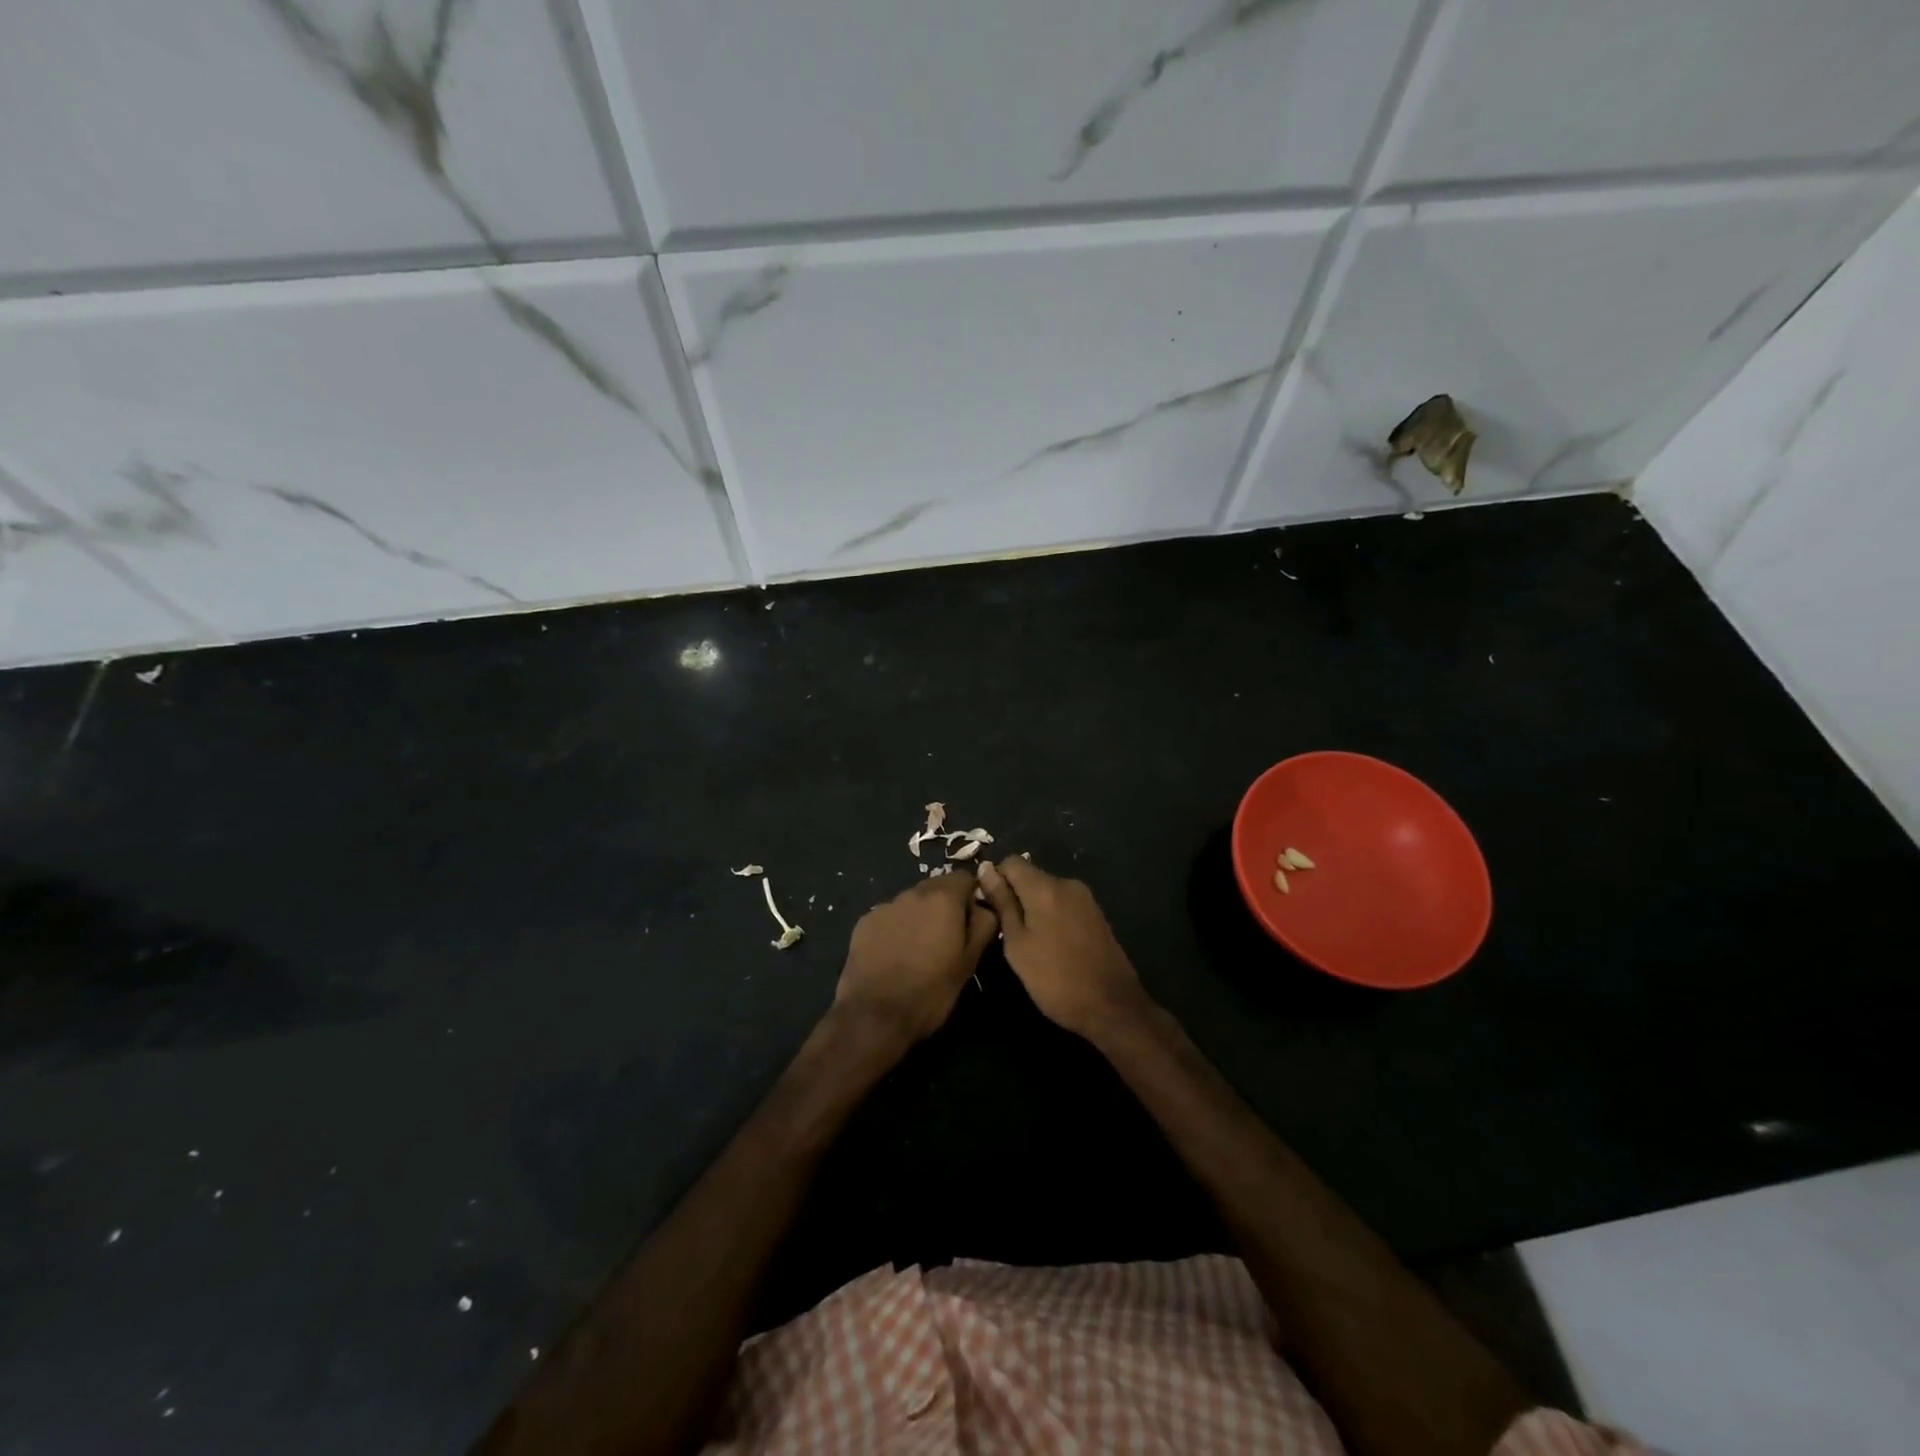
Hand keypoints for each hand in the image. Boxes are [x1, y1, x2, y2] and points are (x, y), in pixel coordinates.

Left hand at [834, 871, 999, 1045]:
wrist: (874, 1015)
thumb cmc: (931, 991)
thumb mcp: (969, 962)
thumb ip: (983, 925)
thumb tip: (985, 906)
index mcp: (943, 899)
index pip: (964, 877)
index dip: (971, 896)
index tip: (972, 921)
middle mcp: (912, 893)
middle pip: (936, 887)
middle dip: (945, 905)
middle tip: (947, 938)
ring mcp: (885, 906)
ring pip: (911, 902)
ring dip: (920, 916)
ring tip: (919, 949)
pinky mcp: (864, 922)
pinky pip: (889, 916)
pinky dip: (896, 927)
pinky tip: (895, 955)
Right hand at [975, 857, 1148, 1037]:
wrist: (1112, 1006)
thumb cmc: (1055, 979)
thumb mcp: (1018, 945)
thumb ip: (1002, 904)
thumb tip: (985, 869)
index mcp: (1045, 887)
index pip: (1011, 862)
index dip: (995, 879)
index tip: (989, 907)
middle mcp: (1067, 883)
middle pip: (1030, 876)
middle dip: (1014, 895)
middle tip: (1005, 931)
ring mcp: (1086, 898)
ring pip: (1047, 891)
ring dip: (1033, 908)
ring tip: (1027, 941)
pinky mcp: (1096, 914)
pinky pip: (1063, 904)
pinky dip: (1051, 916)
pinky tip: (1050, 944)